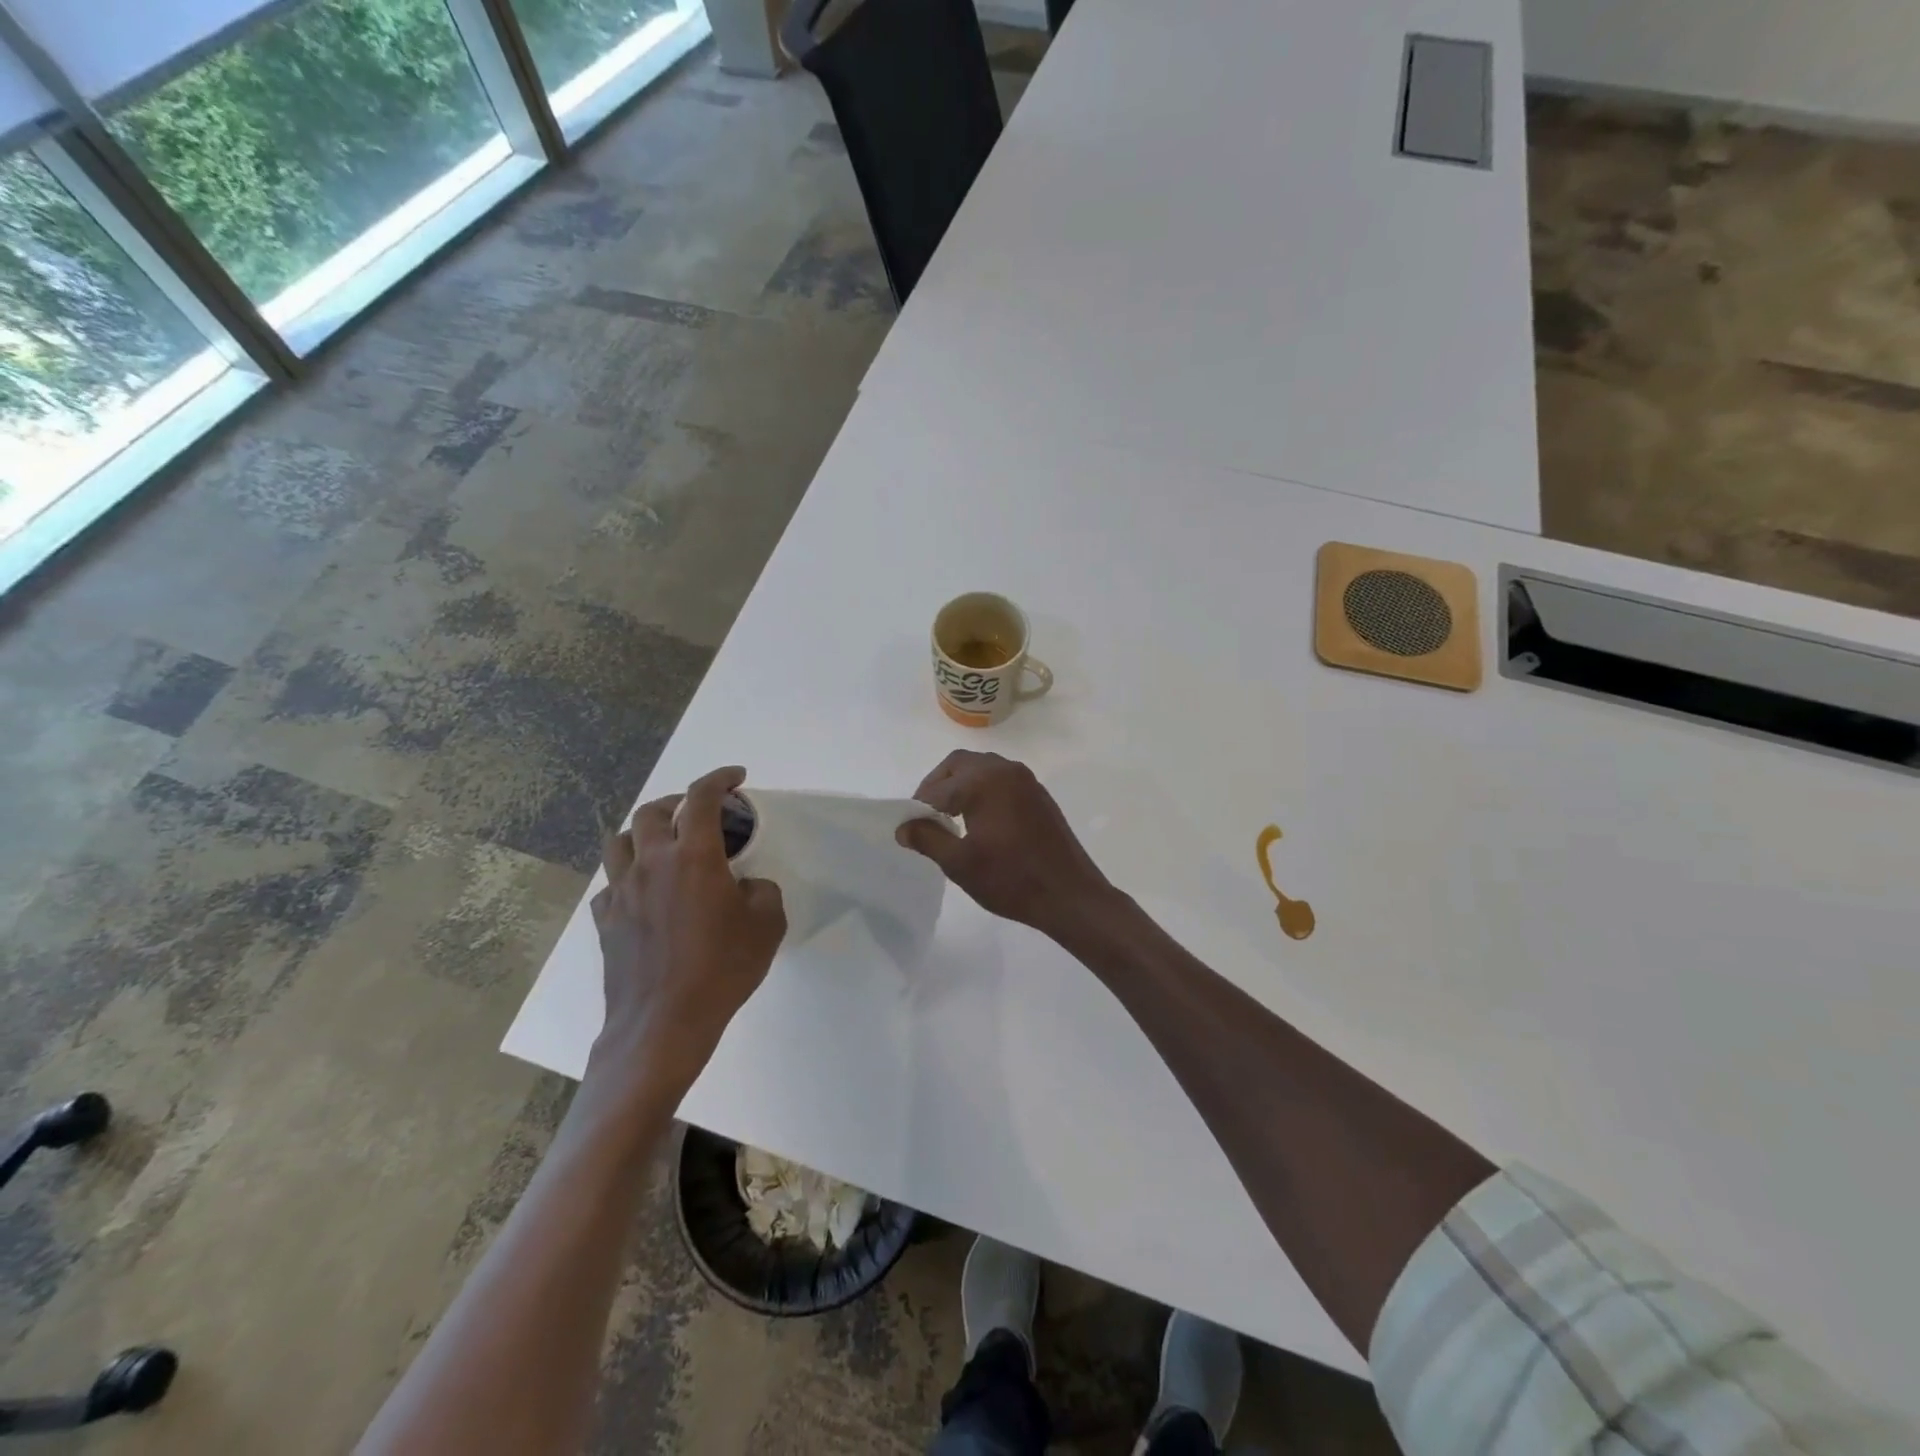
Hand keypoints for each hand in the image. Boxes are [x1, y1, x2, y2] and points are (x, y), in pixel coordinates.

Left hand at [588, 766, 785, 1091]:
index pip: (702, 797)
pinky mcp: (605, 921)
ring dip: (644, 832)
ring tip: (664, 845)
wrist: (663, 1024)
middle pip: (652, 811)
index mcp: (693, 856)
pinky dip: (628, 878)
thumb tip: (744, 885)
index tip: (737, 777)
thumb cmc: (722, 969)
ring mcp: (622, 892)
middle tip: (699, 812)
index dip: (720, 778)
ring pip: (620, 841)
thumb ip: (762, 891)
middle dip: (677, 801)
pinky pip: (611, 885)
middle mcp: (651, 863)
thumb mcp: (767, 925)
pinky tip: (644, 895)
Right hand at [896, 751, 1115, 939]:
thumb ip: (928, 839)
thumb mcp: (960, 864)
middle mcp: (1005, 770)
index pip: (937, 787)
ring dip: (960, 784)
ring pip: (982, 768)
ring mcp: (1026, 780)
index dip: (918, 807)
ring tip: (949, 817)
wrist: (1070, 895)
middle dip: (937, 785)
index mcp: (983, 782)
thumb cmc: (1011, 879)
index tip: (909, 828)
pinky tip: (979, 820)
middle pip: (959, 764)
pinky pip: (1001, 779)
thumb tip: (904, 826)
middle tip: (925, 815)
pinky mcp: (1038, 794)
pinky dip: (982, 789)